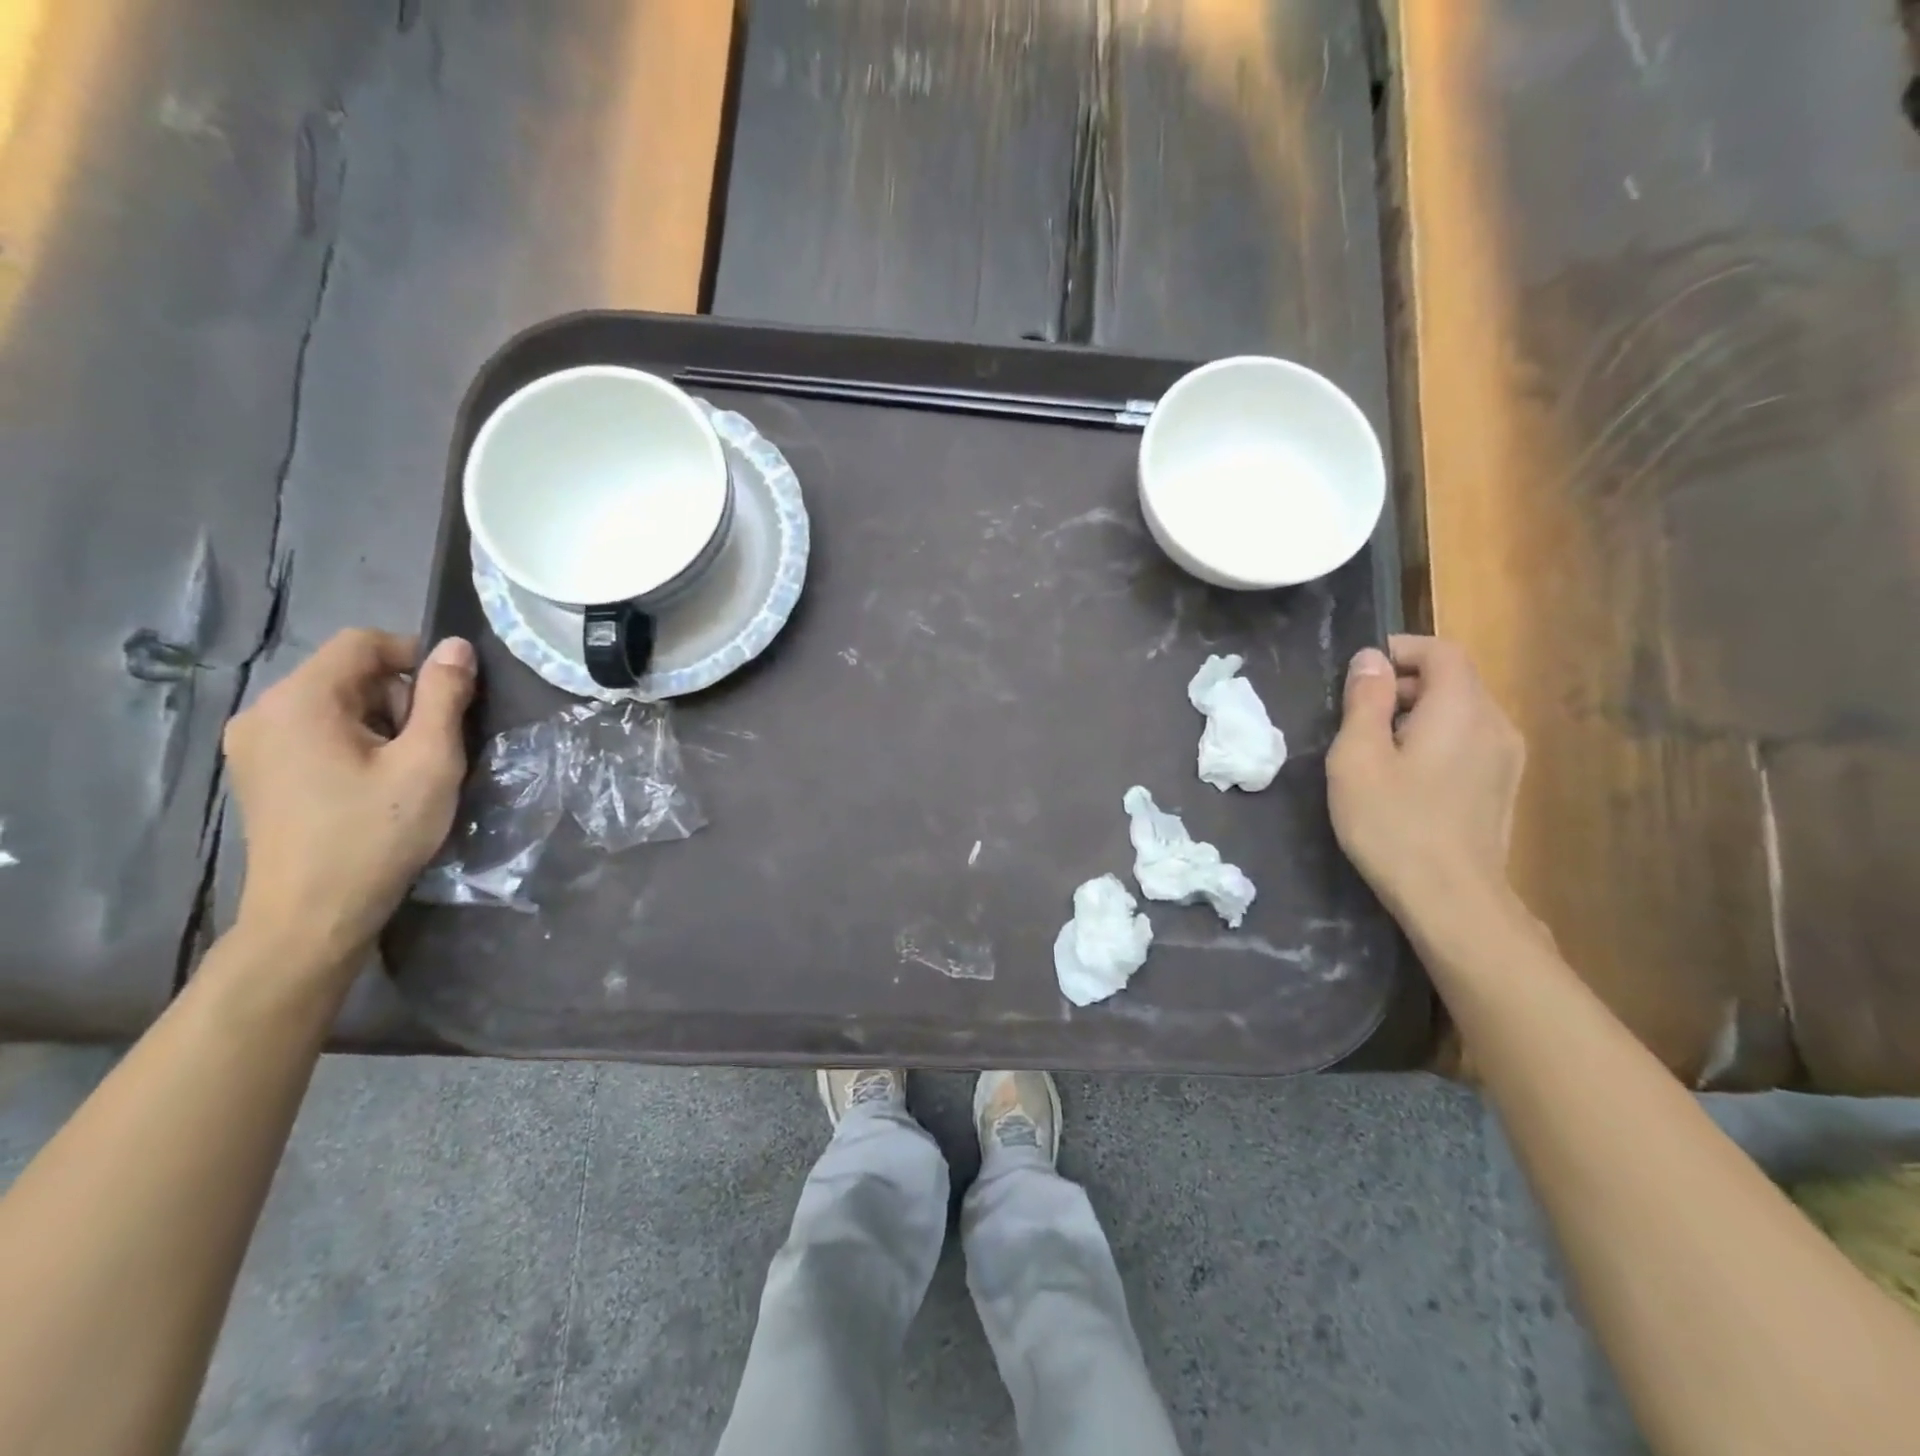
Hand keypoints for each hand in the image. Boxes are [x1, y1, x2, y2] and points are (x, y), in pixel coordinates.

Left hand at [223, 630, 475, 971]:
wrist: (314, 914)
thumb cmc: (377, 833)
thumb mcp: (429, 761)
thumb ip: (444, 697)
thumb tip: (456, 646)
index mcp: (301, 700)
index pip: (362, 642)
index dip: (415, 655)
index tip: (452, 696)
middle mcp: (264, 711)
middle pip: (347, 673)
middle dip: (399, 696)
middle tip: (431, 745)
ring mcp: (253, 744)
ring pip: (332, 704)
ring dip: (379, 722)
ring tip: (405, 770)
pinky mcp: (257, 772)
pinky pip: (313, 732)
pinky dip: (352, 743)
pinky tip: (371, 785)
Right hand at [1326, 635, 1524, 920]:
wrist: (1451, 899)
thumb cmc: (1393, 823)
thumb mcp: (1358, 758)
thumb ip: (1366, 701)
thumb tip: (1371, 660)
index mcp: (1461, 709)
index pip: (1442, 651)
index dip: (1400, 650)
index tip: (1359, 673)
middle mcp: (1496, 724)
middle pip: (1454, 679)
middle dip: (1405, 684)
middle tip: (1358, 716)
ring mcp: (1507, 758)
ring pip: (1462, 711)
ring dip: (1419, 713)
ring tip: (1378, 750)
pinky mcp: (1504, 787)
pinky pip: (1470, 740)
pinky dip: (1437, 739)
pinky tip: (1408, 778)